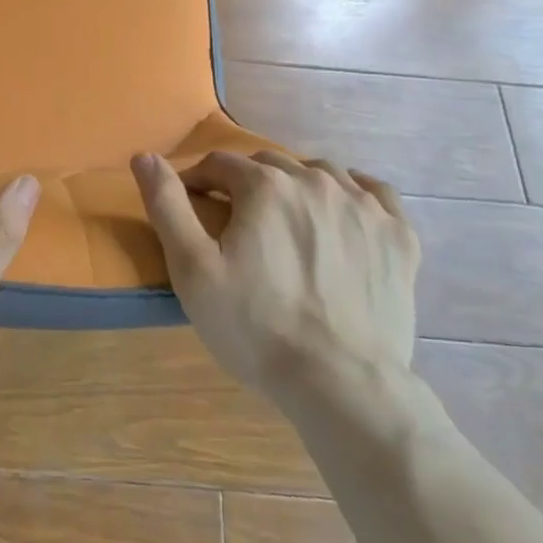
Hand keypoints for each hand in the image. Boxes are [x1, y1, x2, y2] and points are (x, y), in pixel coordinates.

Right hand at [131, 150, 419, 407]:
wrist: (343, 386)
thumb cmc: (257, 326)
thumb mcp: (193, 269)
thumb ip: (167, 205)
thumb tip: (144, 156)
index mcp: (265, 185)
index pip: (220, 164)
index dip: (199, 183)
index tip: (194, 210)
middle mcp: (315, 180)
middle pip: (269, 165)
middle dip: (246, 185)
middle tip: (238, 225)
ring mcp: (363, 206)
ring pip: (320, 172)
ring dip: (297, 186)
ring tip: (287, 222)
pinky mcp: (398, 236)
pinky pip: (374, 193)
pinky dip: (355, 194)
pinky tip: (344, 213)